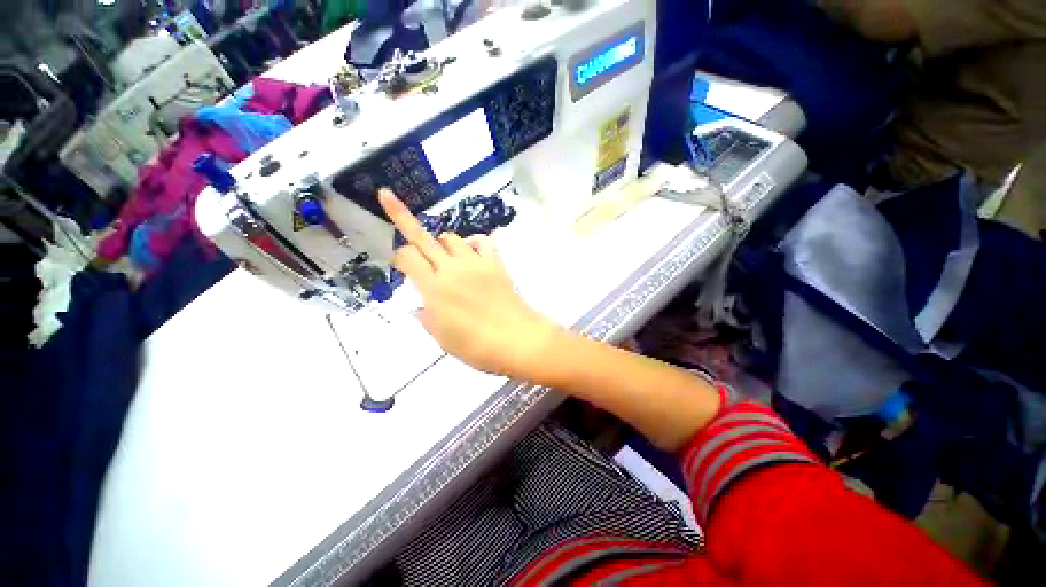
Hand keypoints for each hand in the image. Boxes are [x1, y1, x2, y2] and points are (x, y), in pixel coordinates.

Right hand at [379, 189, 558, 378]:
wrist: (516, 339)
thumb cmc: (477, 346)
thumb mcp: (442, 339)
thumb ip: (427, 318)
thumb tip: (422, 308)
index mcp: (434, 288)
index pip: (407, 256)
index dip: (398, 255)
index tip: (400, 265)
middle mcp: (451, 269)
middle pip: (422, 237)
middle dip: (401, 216)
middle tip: (388, 200)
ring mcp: (475, 263)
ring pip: (451, 236)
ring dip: (441, 242)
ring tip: (444, 257)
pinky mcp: (495, 263)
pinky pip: (482, 241)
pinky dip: (473, 243)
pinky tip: (471, 254)